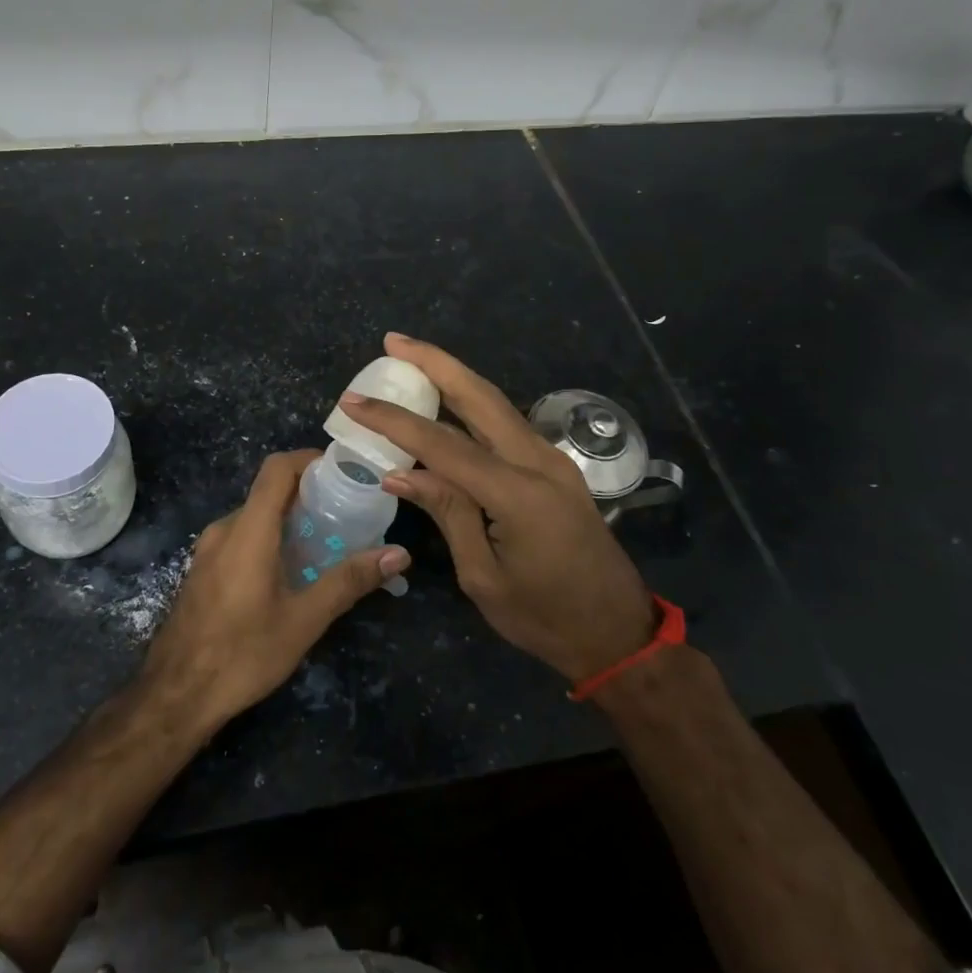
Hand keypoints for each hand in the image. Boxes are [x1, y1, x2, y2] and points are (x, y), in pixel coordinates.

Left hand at [142, 450, 410, 726]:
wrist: (175, 696)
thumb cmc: (242, 653)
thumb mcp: (303, 620)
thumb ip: (349, 581)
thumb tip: (398, 554)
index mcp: (248, 530)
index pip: (277, 468)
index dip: (308, 459)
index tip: (342, 471)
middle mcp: (224, 529)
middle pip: (268, 491)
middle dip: (308, 494)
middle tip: (346, 512)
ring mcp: (208, 550)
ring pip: (254, 516)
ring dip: (289, 520)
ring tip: (326, 542)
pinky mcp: (203, 570)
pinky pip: (241, 537)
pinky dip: (269, 538)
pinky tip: (291, 571)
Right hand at [341, 333, 656, 684]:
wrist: (618, 632)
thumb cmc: (545, 618)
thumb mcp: (483, 576)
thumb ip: (447, 513)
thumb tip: (399, 473)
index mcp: (518, 493)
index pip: (442, 444)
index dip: (394, 420)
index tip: (353, 400)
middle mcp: (538, 461)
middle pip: (479, 396)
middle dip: (434, 362)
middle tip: (393, 341)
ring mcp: (551, 460)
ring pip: (495, 403)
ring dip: (453, 377)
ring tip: (412, 358)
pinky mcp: (554, 467)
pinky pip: (505, 424)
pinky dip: (471, 405)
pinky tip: (446, 402)